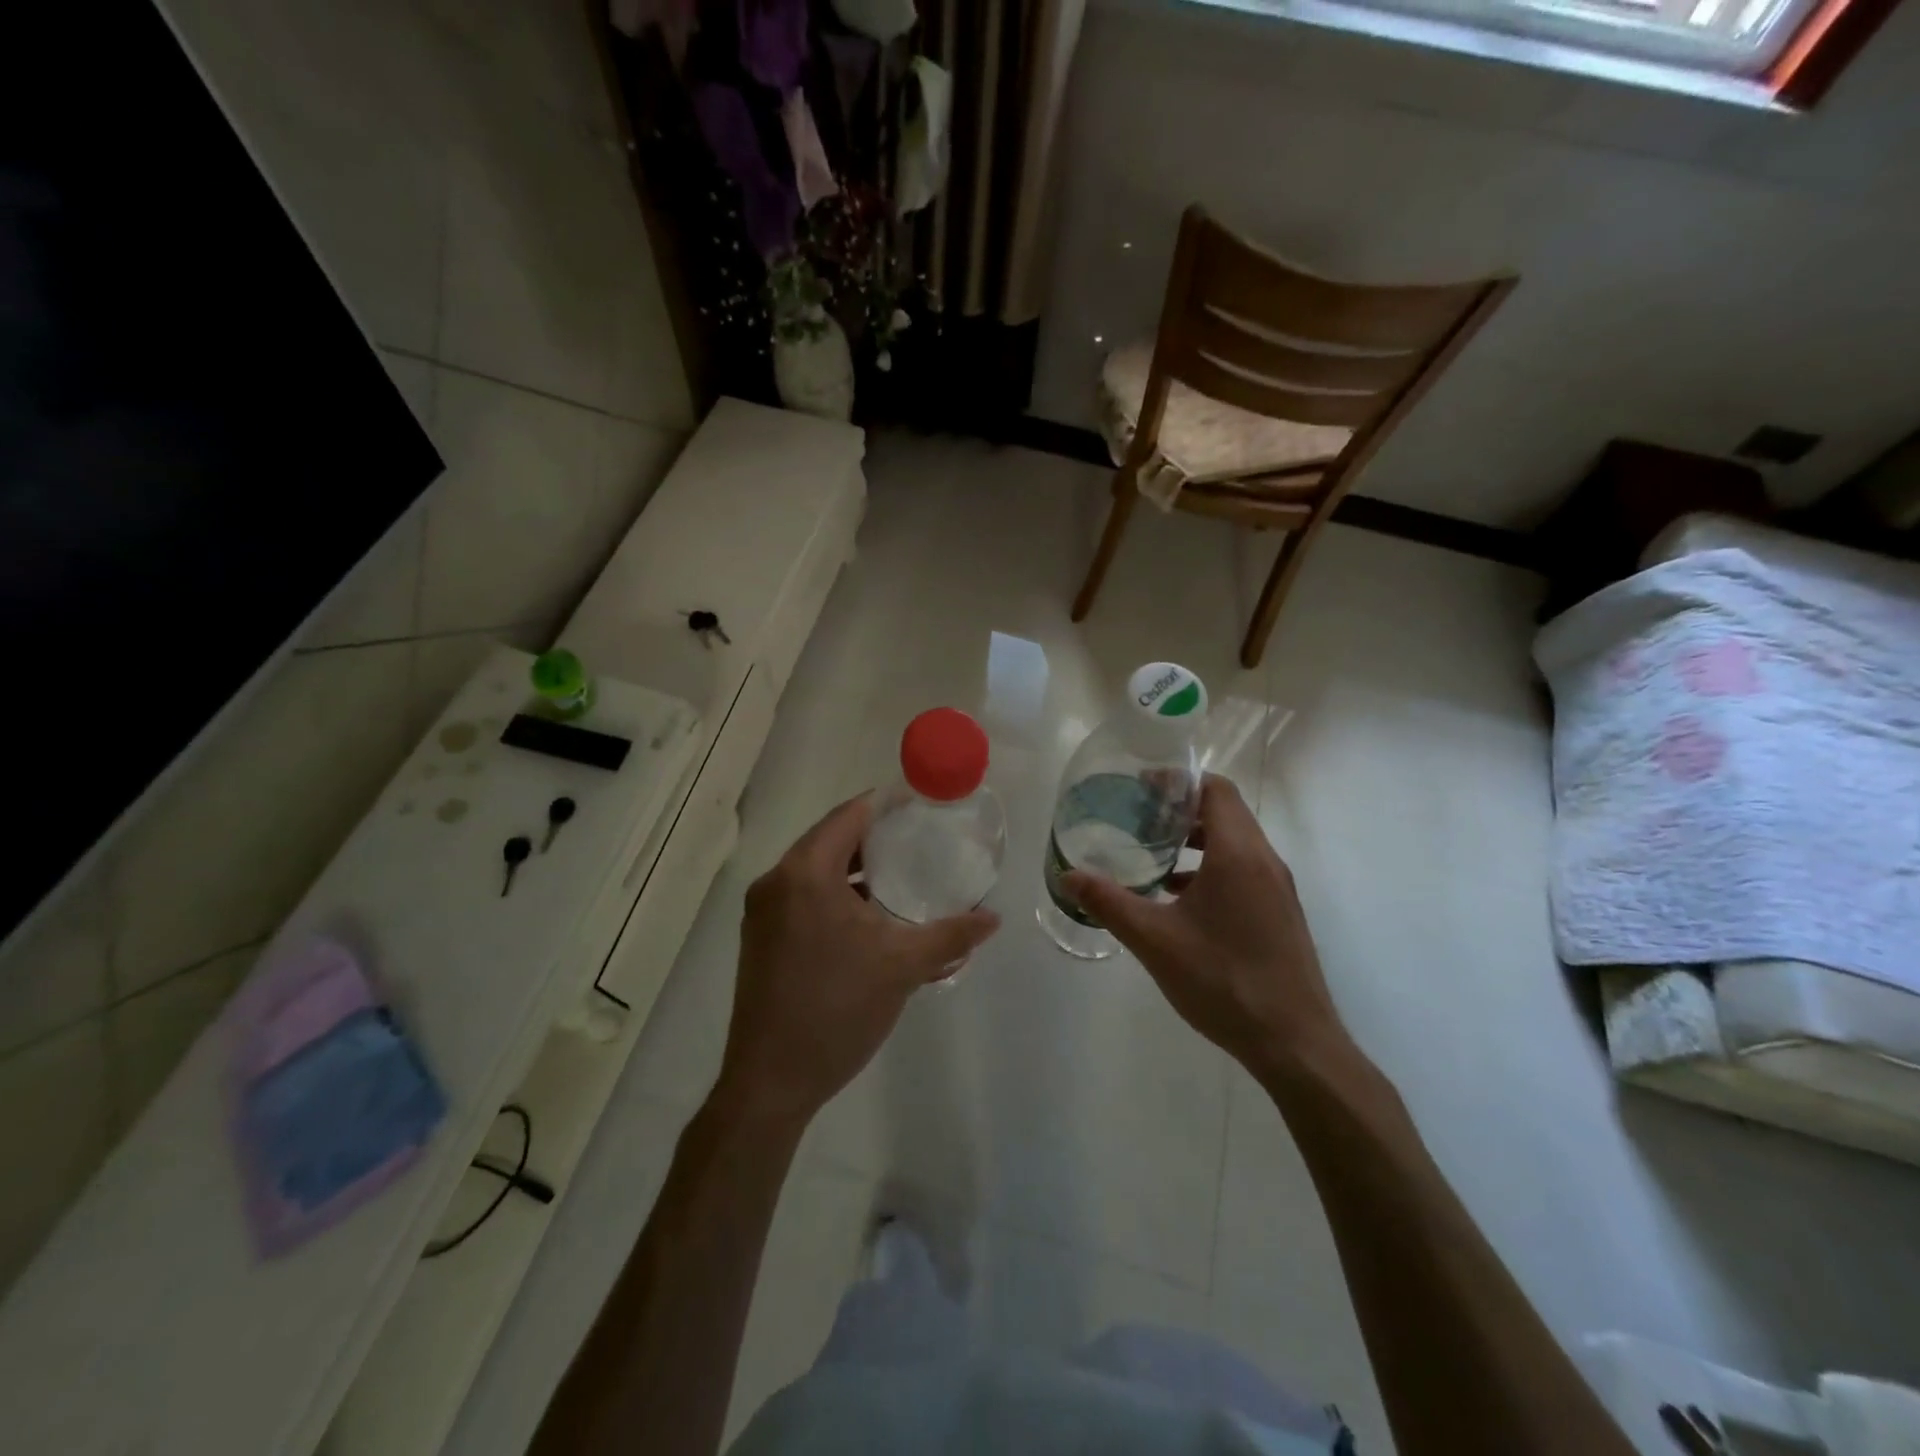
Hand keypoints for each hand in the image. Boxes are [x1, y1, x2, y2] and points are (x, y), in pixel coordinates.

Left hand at [716, 795, 999, 1129]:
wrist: (770, 1083)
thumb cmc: (836, 1011)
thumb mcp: (902, 968)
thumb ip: (951, 936)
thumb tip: (992, 917)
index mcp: (805, 873)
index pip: (850, 815)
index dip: (888, 804)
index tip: (924, 805)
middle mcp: (776, 881)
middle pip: (832, 839)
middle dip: (877, 837)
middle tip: (921, 840)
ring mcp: (763, 911)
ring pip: (817, 871)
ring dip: (858, 869)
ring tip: (904, 876)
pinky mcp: (761, 938)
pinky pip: (804, 897)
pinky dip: (838, 895)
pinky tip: (872, 917)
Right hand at [1063, 775, 1343, 1075]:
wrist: (1294, 1044)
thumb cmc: (1223, 981)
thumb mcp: (1155, 941)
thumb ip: (1109, 903)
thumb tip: (1068, 876)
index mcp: (1239, 855)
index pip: (1216, 790)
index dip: (1179, 780)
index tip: (1142, 787)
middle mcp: (1265, 862)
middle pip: (1226, 812)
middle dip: (1182, 809)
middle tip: (1139, 817)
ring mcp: (1278, 889)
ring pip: (1236, 843)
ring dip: (1197, 840)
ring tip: (1154, 854)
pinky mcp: (1280, 913)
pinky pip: (1244, 870)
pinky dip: (1212, 868)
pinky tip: (1179, 899)